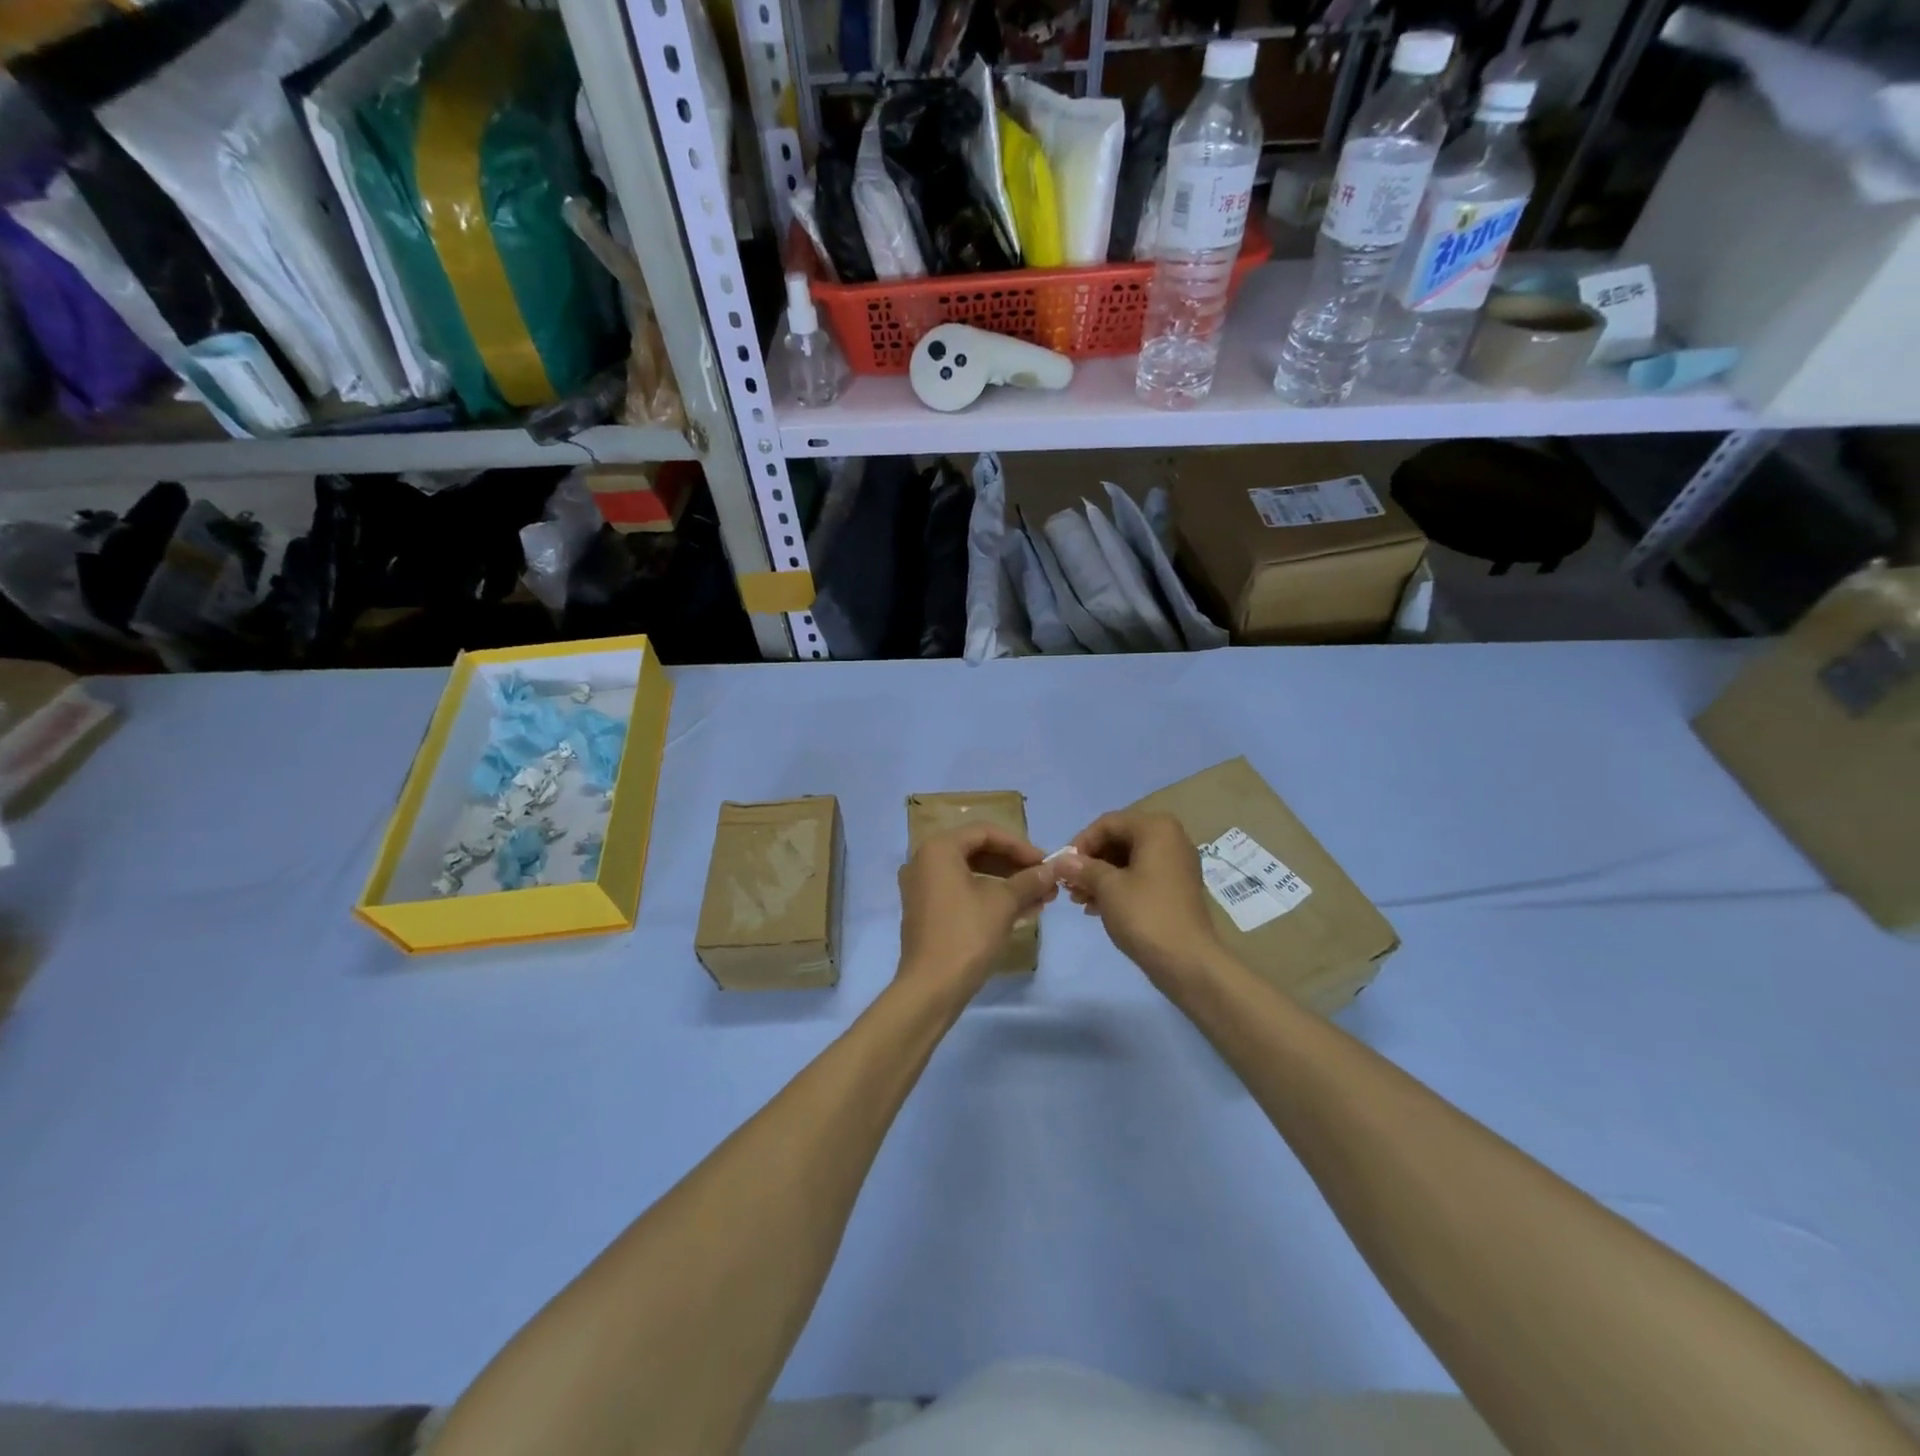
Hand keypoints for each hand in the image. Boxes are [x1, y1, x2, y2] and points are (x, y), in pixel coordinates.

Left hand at [897, 824, 1056, 1001]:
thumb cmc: (966, 935)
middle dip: (1015, 867)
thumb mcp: (1003, 903)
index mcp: (939, 849)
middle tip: (1045, 881)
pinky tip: (1021, 911)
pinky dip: (990, 898)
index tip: (1046, 863)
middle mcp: (925, 862)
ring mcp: (923, 888)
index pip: (985, 833)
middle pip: (978, 852)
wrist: (931, 988)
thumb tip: (1054, 868)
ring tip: (1041, 899)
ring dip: (1007, 884)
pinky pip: (962, 893)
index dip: (1020, 846)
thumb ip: (1029, 880)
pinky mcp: (927, 912)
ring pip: (972, 875)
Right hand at [1055, 811, 1221, 992]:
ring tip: (1079, 900)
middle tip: (1069, 885)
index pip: (1108, 823)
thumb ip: (1082, 868)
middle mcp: (1170, 839)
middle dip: (1090, 862)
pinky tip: (1096, 909)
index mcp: (1156, 828)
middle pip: (1118, 840)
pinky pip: (1141, 877)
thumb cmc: (1145, 915)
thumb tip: (1060, 861)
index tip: (1063, 867)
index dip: (1081, 843)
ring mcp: (1176, 864)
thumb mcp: (1107, 887)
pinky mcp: (1176, 888)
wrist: (1188, 961)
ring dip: (1100, 877)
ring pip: (1128, 860)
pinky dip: (1117, 888)